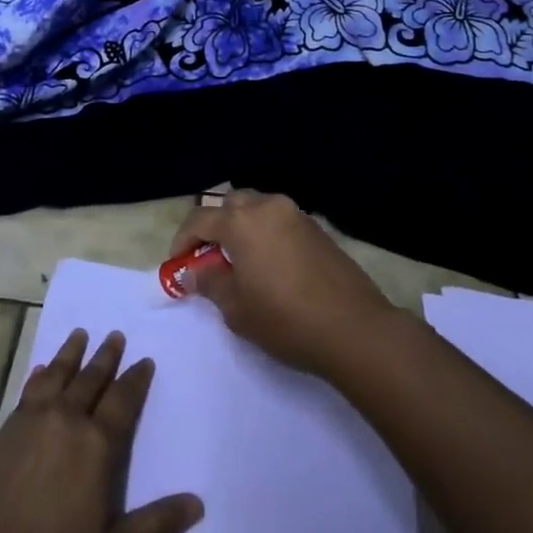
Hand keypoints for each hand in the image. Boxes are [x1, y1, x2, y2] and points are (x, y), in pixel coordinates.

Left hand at [0, 328, 202, 532]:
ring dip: (70, 354)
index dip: (135, 379)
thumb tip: (198, 503)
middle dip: (105, 356)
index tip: (144, 360)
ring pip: (56, 375)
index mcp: (97, 445)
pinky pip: (27, 391)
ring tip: (79, 335)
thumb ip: (156, 523)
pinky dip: (38, 376)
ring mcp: (31, 422)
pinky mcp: (3, 432)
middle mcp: (66, 420)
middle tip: (115, 335)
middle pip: (90, 379)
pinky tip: (40, 370)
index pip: (123, 400)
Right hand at [170, 189, 396, 376]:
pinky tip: (270, 264)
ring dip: (242, 227)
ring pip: (257, 208)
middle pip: (230, 204)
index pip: (200, 220)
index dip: (183, 241)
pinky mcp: (317, 229)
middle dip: (215, 226)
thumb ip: (209, 283)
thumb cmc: (286, 319)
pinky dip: (266, 233)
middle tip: (209, 258)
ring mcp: (296, 214)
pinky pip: (280, 221)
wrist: (355, 328)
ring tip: (240, 261)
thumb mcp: (237, 308)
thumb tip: (192, 272)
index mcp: (241, 221)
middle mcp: (267, 206)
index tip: (177, 264)